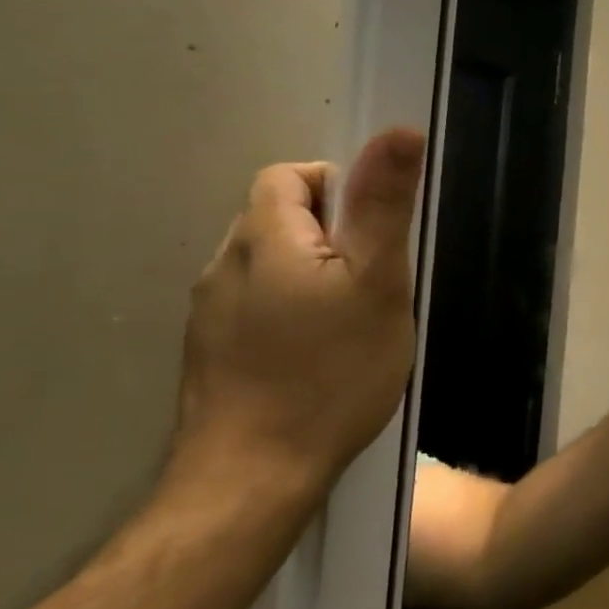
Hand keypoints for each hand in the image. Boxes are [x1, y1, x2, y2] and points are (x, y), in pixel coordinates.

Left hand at [171, 127, 426, 503]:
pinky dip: (290, 308)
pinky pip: (256, 303)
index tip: (376, 235)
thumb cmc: (330, 373)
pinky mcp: (210, 352)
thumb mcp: (377, 283)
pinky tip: (317, 354)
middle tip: (374, 282)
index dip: (339, 186)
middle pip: (279, 217)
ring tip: (350, 320)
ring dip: (311, 272)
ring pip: (269, 263)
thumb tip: (399, 131)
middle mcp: (224, 265)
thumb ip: (384, 205)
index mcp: (264, 239)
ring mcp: (210, 313)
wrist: (253, 478)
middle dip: (331, 233)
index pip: (292, 175)